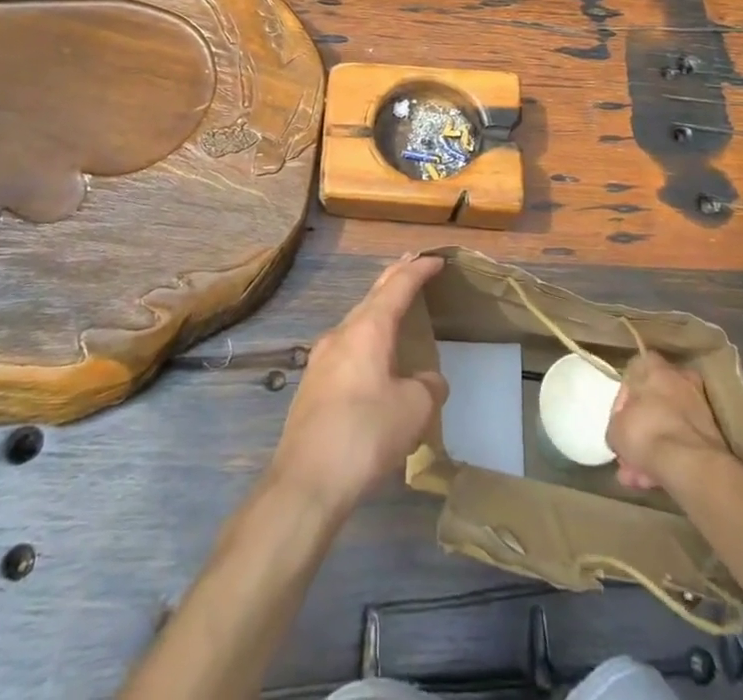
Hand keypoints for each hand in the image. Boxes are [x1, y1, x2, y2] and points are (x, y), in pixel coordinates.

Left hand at [269, 254, 448, 515]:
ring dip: (378, 311)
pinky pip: (346, 348)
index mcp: (368, 329)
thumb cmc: (365, 434)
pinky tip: (373, 361)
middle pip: (373, 296)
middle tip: (414, 266)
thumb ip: (428, 386)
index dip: (419, 270)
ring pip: (356, 322)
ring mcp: (321, 359)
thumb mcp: (414, 409)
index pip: (398, 285)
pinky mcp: (312, 386)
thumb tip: (427, 380)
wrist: (305, 482)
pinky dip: (366, 340)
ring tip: (396, 312)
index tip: (437, 259)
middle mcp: (341, 334)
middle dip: (395, 279)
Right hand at [607, 350, 729, 490]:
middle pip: (653, 403)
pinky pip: (682, 441)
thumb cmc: (646, 433)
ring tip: (637, 477)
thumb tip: (622, 432)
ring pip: (668, 425)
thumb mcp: (615, 430)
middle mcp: (678, 377)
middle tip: (628, 455)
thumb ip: (617, 425)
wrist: (691, 463)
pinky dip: (670, 457)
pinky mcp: (711, 432)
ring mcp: (698, 404)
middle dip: (639, 432)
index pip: (632, 374)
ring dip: (653, 449)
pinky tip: (653, 481)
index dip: (623, 401)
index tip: (619, 423)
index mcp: (652, 366)